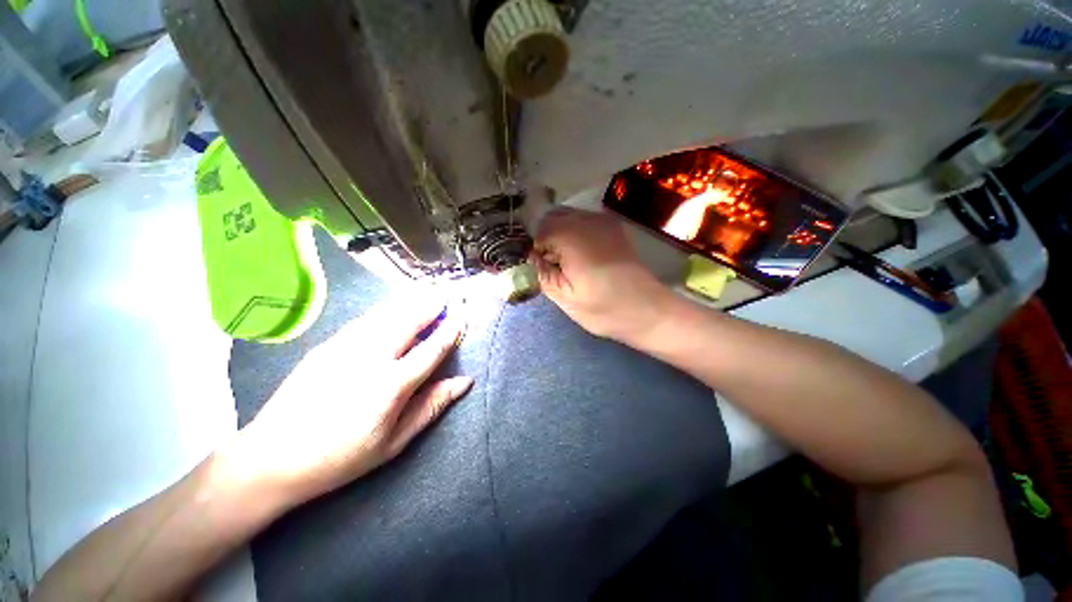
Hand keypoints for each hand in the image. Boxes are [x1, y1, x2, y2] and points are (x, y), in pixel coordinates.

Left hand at [228, 294, 471, 506]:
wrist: (272, 458)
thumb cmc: (341, 457)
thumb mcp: (394, 442)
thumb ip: (431, 406)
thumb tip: (464, 382)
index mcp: (391, 385)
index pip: (432, 349)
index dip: (451, 330)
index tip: (463, 316)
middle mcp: (370, 358)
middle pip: (409, 321)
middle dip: (431, 305)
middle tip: (447, 295)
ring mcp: (345, 347)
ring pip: (386, 314)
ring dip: (410, 302)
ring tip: (427, 293)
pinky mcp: (327, 345)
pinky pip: (365, 320)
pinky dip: (385, 309)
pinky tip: (393, 307)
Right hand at [531, 208, 677, 343]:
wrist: (648, 309)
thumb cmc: (605, 309)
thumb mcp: (566, 299)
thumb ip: (543, 274)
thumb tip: (532, 257)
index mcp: (571, 237)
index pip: (539, 231)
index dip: (534, 249)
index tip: (537, 266)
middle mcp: (586, 220)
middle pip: (552, 217)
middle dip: (545, 238)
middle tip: (549, 264)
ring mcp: (603, 220)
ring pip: (568, 216)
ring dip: (559, 233)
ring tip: (565, 260)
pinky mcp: (613, 227)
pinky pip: (584, 220)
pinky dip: (574, 231)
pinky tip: (580, 254)